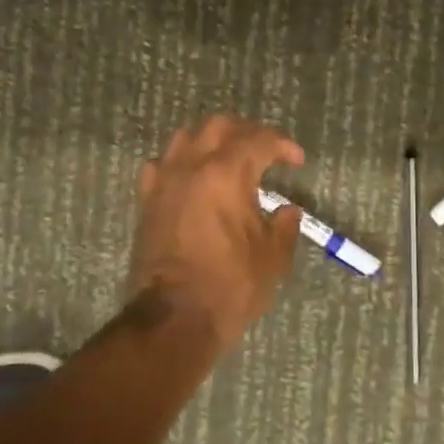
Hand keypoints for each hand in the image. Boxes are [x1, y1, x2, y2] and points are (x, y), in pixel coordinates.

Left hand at [130, 115, 305, 342]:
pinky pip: (161, 165)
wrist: (174, 317)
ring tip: (227, 158)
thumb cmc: (231, 285)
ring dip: (210, 140)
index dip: (283, 145)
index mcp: (228, 173)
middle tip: (265, 152)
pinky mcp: (147, 201)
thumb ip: (285, 225)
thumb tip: (288, 210)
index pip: (260, 141)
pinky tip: (191, 178)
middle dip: (247, 132)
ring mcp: (165, 181)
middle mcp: (193, 166)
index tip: (296, 160)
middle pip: (219, 126)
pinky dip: (179, 163)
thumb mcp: (273, 257)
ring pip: (185, 137)